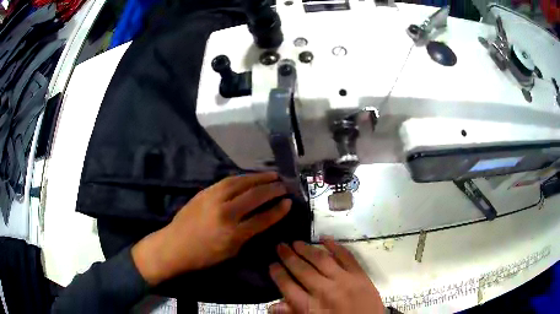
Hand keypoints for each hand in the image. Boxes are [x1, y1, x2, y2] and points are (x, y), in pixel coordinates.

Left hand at [132, 172, 291, 284]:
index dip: (278, 209)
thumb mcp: (231, 252)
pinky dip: (243, 177)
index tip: (289, 202)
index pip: (263, 218)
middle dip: (273, 189)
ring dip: (259, 177)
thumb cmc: (204, 255)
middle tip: (284, 185)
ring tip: (272, 175)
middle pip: (254, 196)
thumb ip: (248, 234)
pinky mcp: (205, 192)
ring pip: (242, 183)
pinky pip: (228, 181)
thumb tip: (264, 218)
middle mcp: (225, 213)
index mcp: (233, 233)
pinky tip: (250, 177)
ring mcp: (213, 199)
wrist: (175, 245)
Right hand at [269, 238, 384, 313]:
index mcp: (310, 307)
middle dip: (288, 257)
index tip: (272, 264)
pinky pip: (346, 256)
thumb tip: (272, 305)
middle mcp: (325, 291)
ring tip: (296, 242)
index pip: (287, 286)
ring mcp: (344, 280)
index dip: (278, 274)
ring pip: (321, 259)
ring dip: (307, 249)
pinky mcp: (360, 275)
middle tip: (280, 246)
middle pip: (302, 270)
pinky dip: (335, 245)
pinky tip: (324, 238)